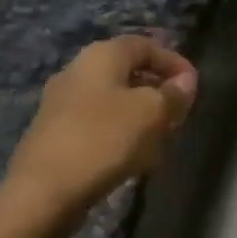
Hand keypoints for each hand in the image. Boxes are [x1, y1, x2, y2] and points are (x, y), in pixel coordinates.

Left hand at [5, 36, 196, 216]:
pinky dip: (120, 131)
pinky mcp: (54, 133)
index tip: (194, 87)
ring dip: (140, 113)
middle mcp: (77, 70)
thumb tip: (186, 80)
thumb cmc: (103, 140)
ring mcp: (61, 102)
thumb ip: (173, 94)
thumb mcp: (151, 114)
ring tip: (161, 137)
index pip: (146, 45)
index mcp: (101, 55)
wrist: (42, 192)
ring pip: (112, 99)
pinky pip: (97, 122)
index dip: (174, 62)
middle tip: (179, 112)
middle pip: (127, 71)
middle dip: (157, 89)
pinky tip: (131, 156)